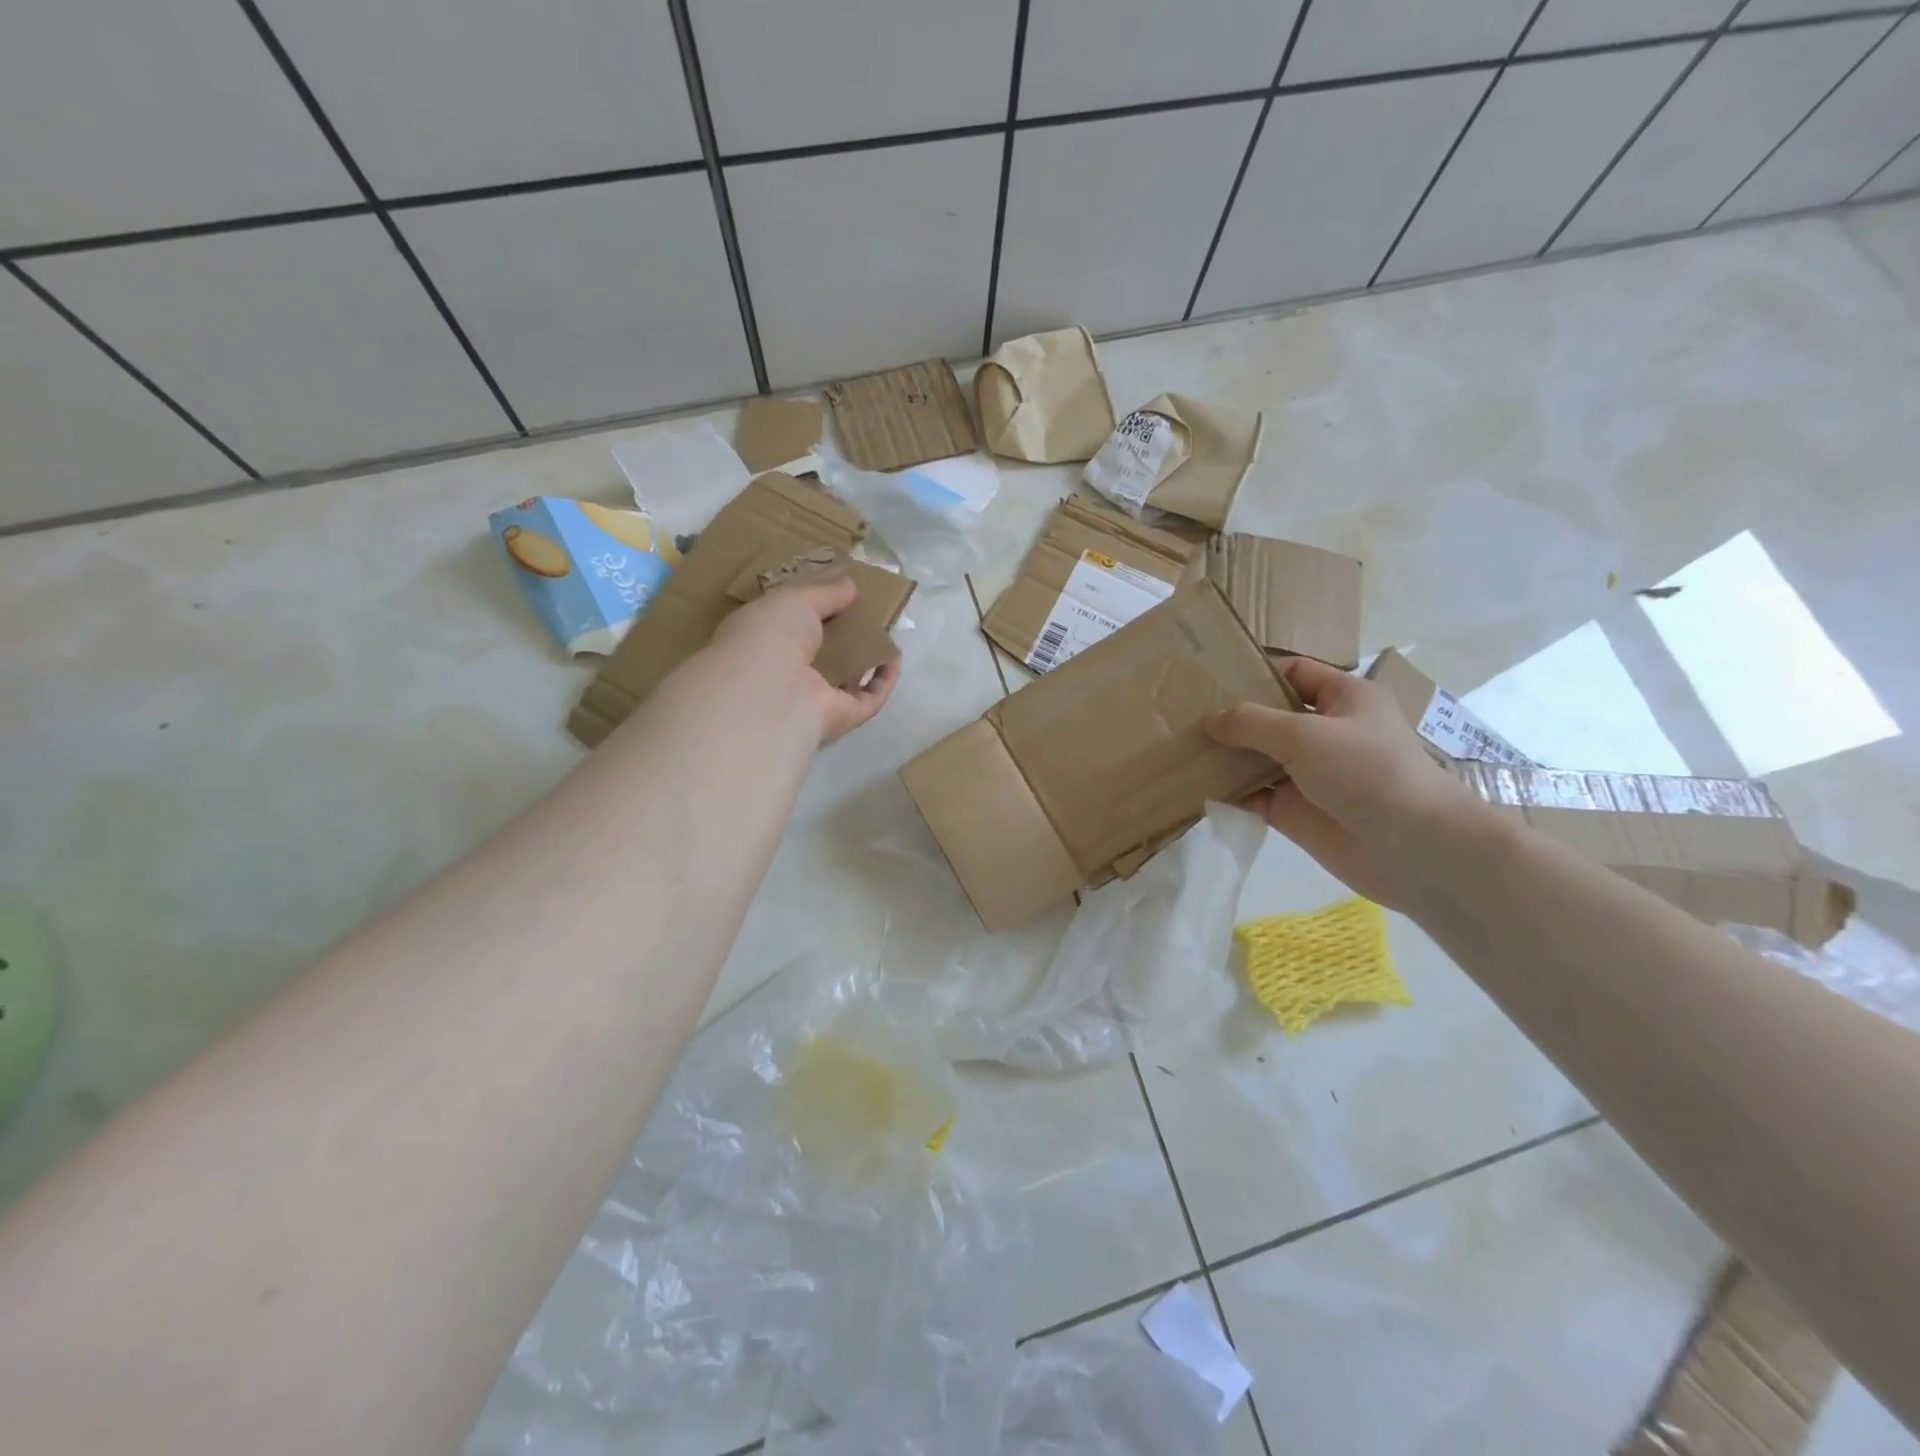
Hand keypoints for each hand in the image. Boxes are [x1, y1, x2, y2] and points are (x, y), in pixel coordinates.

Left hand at [711, 574, 900, 743]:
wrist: (770, 692)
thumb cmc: (771, 636)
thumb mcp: (794, 599)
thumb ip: (824, 591)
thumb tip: (850, 585)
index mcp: (762, 642)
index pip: (789, 625)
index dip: (813, 608)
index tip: (839, 592)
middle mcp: (784, 673)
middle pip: (819, 653)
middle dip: (842, 634)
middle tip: (865, 613)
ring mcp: (812, 699)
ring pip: (843, 679)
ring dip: (864, 659)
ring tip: (885, 634)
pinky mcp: (839, 717)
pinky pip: (868, 700)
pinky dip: (883, 681)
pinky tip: (894, 658)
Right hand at [1207, 656, 1474, 909]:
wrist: (1409, 847)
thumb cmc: (1366, 770)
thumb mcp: (1305, 734)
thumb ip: (1252, 723)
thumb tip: (1210, 720)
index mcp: (1344, 698)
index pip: (1294, 673)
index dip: (1256, 672)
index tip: (1211, 678)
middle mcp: (1325, 732)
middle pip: (1269, 716)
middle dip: (1231, 716)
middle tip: (1183, 713)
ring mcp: (1308, 773)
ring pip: (1257, 757)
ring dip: (1224, 755)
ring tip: (1178, 746)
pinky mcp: (1294, 810)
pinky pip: (1252, 794)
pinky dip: (1227, 791)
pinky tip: (1193, 784)